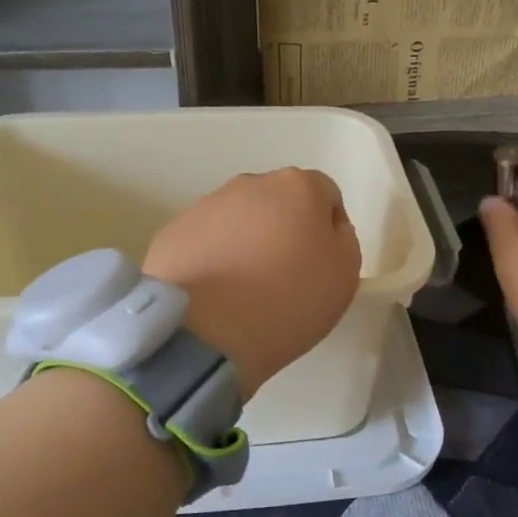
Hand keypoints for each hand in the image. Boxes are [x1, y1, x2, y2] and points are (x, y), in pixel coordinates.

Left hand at [144, 168, 361, 396]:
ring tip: (243, 290)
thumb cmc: (288, 301)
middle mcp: (249, 184)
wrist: (205, 331)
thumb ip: (342, 240)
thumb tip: (324, 229)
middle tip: (283, 277)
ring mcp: (205, 206)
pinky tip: (213, 294)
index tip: (321, 266)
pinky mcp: (172, 232)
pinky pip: (204, 241)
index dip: (328, 230)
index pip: (325, 196)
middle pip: (278, 203)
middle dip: (283, 231)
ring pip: (238, 220)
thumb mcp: (345, 275)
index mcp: (297, 187)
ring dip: (245, 244)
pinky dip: (212, 259)